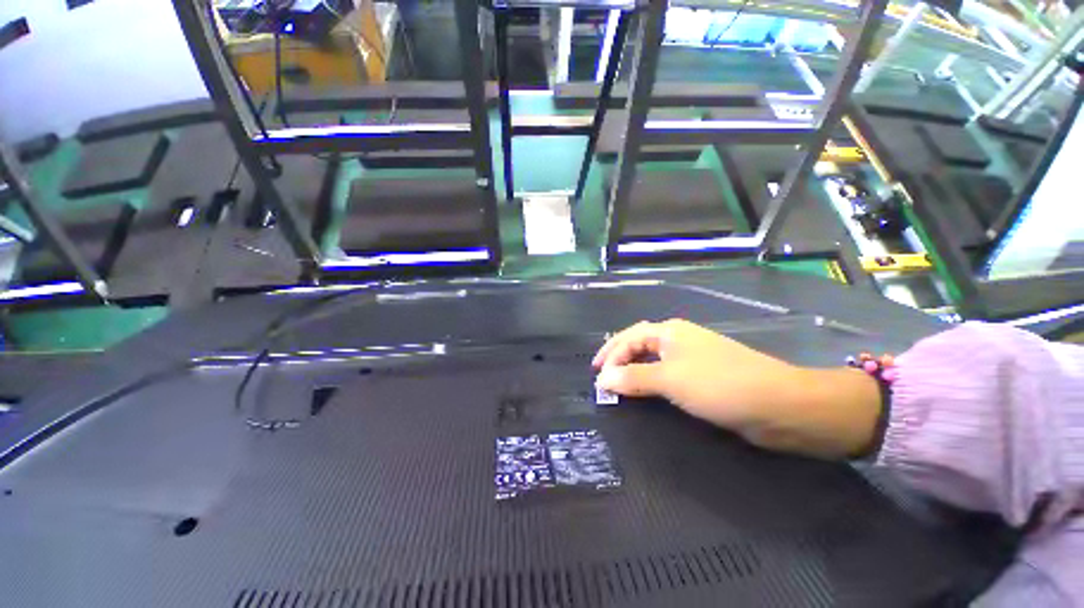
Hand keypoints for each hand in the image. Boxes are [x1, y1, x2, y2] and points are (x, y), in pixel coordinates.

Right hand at [593, 319, 881, 458]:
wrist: (779, 405)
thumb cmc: (719, 384)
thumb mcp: (670, 379)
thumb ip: (633, 378)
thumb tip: (602, 380)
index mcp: (670, 332)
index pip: (629, 337)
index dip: (610, 354)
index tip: (597, 377)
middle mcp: (679, 340)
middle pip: (639, 344)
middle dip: (619, 358)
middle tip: (602, 376)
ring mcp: (693, 358)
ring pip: (653, 360)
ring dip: (633, 370)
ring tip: (618, 383)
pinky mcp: (703, 377)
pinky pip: (667, 375)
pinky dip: (651, 381)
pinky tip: (647, 391)